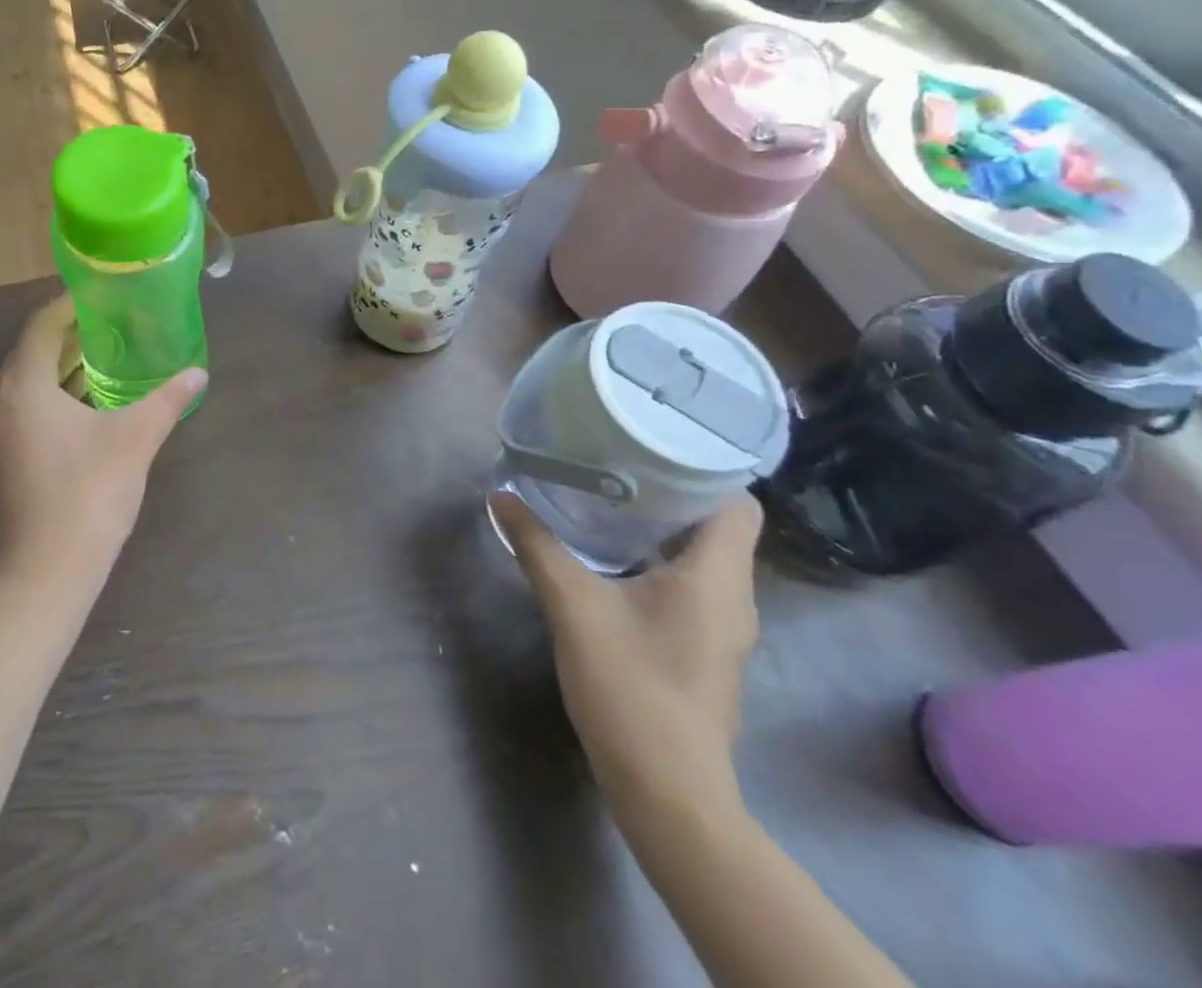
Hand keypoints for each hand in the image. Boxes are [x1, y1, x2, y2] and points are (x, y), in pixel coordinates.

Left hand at [0, 297, 206, 597]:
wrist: (46, 573)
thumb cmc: (89, 494)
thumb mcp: (136, 439)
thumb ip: (167, 400)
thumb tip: (198, 374)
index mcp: (23, 386)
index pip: (41, 325)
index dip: (70, 305)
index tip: (101, 295)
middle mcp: (0, 402)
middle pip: (32, 351)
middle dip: (69, 334)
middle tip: (111, 322)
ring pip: (28, 382)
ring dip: (62, 366)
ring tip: (105, 355)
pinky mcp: (3, 460)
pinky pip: (26, 408)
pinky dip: (55, 395)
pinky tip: (89, 402)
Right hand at [493, 491, 763, 814]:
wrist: (667, 793)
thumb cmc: (630, 689)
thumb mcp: (572, 606)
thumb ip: (536, 545)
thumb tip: (501, 494)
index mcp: (716, 577)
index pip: (738, 502)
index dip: (704, 469)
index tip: (654, 446)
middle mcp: (732, 596)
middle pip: (717, 524)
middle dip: (670, 490)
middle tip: (616, 462)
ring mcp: (721, 627)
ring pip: (702, 556)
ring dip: (662, 527)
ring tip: (609, 498)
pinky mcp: (703, 648)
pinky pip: (690, 583)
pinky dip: (658, 560)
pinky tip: (613, 558)